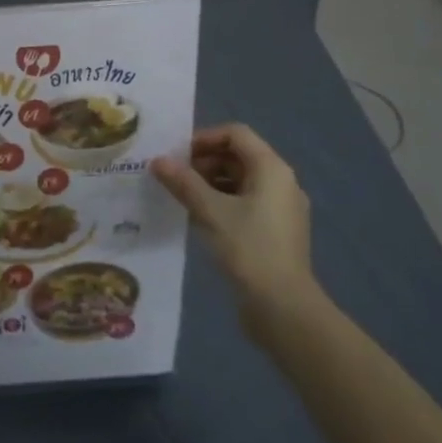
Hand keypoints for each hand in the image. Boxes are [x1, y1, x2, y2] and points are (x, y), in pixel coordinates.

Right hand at [151, 124, 320, 345]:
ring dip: (210, 183)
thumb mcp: (210, 211)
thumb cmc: (249, 248)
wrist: (284, 308)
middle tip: (175, 177)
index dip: (204, 138)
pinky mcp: (277, 231)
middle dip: (204, 162)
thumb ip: (183, 182)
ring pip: (241, 181)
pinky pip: (247, 203)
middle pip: (239, 156)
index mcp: (272, 169)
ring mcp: (282, 208)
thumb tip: (157, 160)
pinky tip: (200, 219)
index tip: (177, 155)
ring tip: (182, 197)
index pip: (236, 134)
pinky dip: (223, 202)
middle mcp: (282, 182)